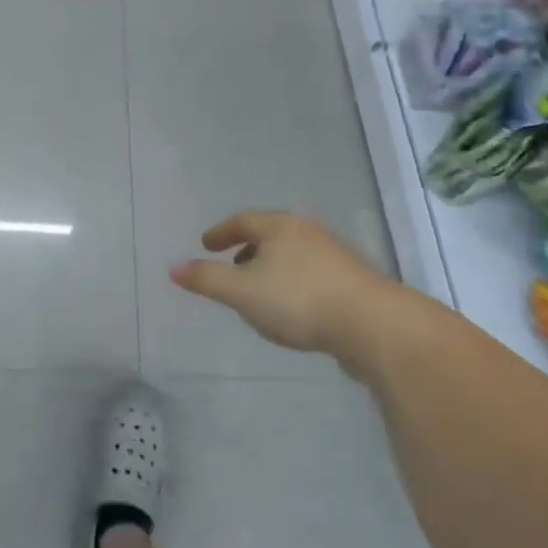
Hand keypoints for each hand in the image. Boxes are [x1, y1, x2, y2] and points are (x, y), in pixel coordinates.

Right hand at [170, 211, 392, 366]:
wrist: (374, 326)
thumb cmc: (299, 301)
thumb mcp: (242, 292)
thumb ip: (207, 280)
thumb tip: (173, 268)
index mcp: (280, 227)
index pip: (243, 221)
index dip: (221, 232)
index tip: (206, 243)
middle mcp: (308, 233)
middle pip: (271, 234)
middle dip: (247, 248)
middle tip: (230, 264)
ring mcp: (335, 256)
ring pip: (293, 254)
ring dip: (271, 266)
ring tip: (259, 289)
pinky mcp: (353, 281)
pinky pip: (311, 274)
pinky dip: (292, 282)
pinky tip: (292, 307)